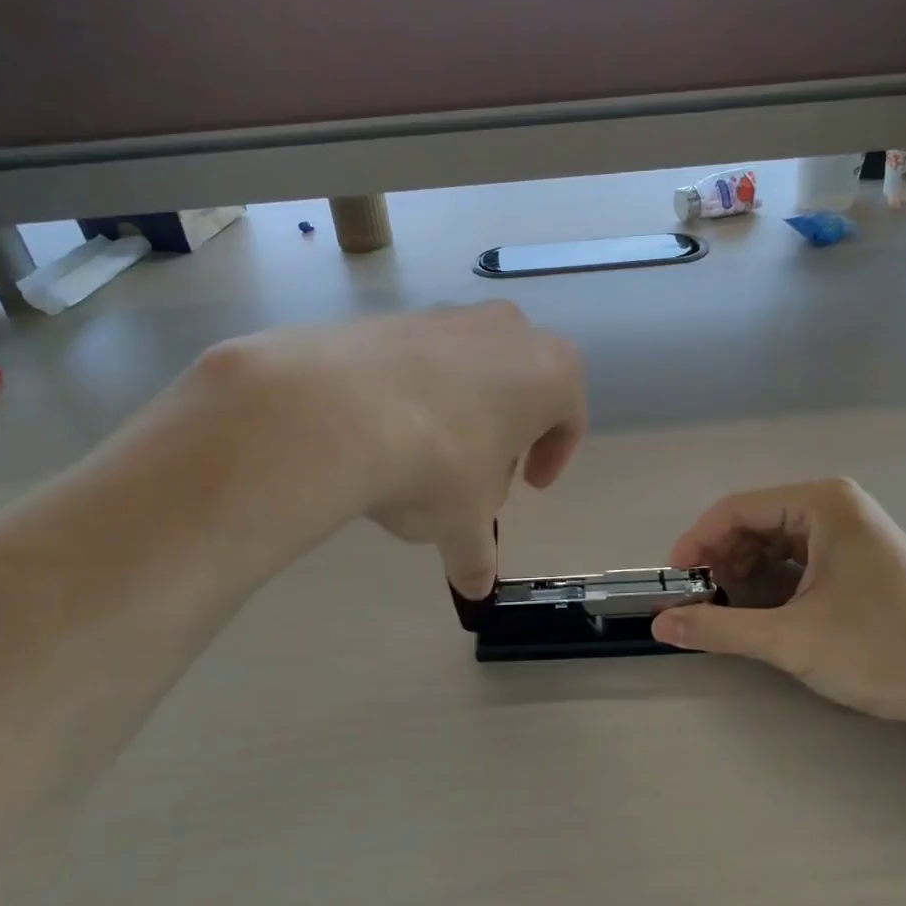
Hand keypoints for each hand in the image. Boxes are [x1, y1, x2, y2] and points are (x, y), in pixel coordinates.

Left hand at [225, 303, 585, 596]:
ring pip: (471, 368)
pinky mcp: (396, 316)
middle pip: (520, 387)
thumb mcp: (464, 521)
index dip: (553, 457)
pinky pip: (421, 359)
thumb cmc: (438, 464)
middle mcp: (509, 330)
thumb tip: (476, 590)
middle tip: (480, 474)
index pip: (568, 418)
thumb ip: (477, 554)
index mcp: (551, 372)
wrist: (336, 410)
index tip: (529, 486)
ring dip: (461, 409)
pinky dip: (415, 391)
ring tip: (428, 454)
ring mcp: (450, 315)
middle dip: (505, 432)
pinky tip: (387, 427)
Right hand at [652, 478, 905, 723]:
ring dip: (744, 573)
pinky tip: (764, 613)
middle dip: (721, 561)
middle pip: (754, 523)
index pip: (736, 509)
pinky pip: (798, 559)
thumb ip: (720, 628)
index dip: (697, 543)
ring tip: (728, 611)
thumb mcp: (791, 639)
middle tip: (700, 602)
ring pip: (774, 542)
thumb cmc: (882, 649)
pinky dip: (772, 582)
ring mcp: (850, 531)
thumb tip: (659, 626)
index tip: (674, 583)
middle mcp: (835, 505)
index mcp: (822, 503)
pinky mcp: (858, 558)